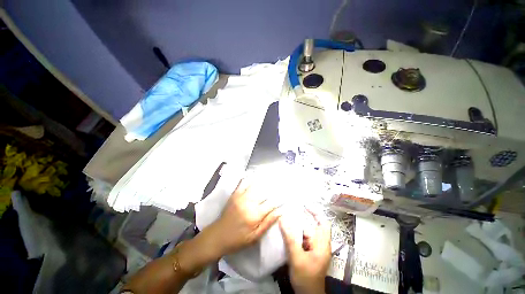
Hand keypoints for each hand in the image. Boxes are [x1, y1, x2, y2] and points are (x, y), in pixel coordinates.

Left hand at [210, 178, 282, 255]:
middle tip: (281, 183)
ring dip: (263, 180)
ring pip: (255, 185)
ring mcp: (241, 197)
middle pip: (265, 192)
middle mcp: (249, 202)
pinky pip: (242, 183)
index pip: (271, 203)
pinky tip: (254, 174)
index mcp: (255, 215)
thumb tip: (280, 211)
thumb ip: (268, 222)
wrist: (217, 236)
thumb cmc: (238, 240)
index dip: (280, 199)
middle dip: (274, 188)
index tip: (286, 195)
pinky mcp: (235, 194)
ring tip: (271, 176)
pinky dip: (249, 178)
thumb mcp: (255, 237)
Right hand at [280, 209, 330, 293]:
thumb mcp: (297, 257)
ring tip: (285, 219)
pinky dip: (295, 235)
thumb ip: (289, 238)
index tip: (304, 205)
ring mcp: (314, 249)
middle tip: (289, 211)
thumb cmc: (306, 278)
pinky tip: (286, 232)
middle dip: (301, 219)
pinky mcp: (308, 253)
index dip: (315, 212)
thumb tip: (282, 219)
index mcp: (322, 244)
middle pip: (312, 227)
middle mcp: (319, 244)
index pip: (323, 223)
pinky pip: (302, 239)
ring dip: (296, 227)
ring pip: (305, 233)